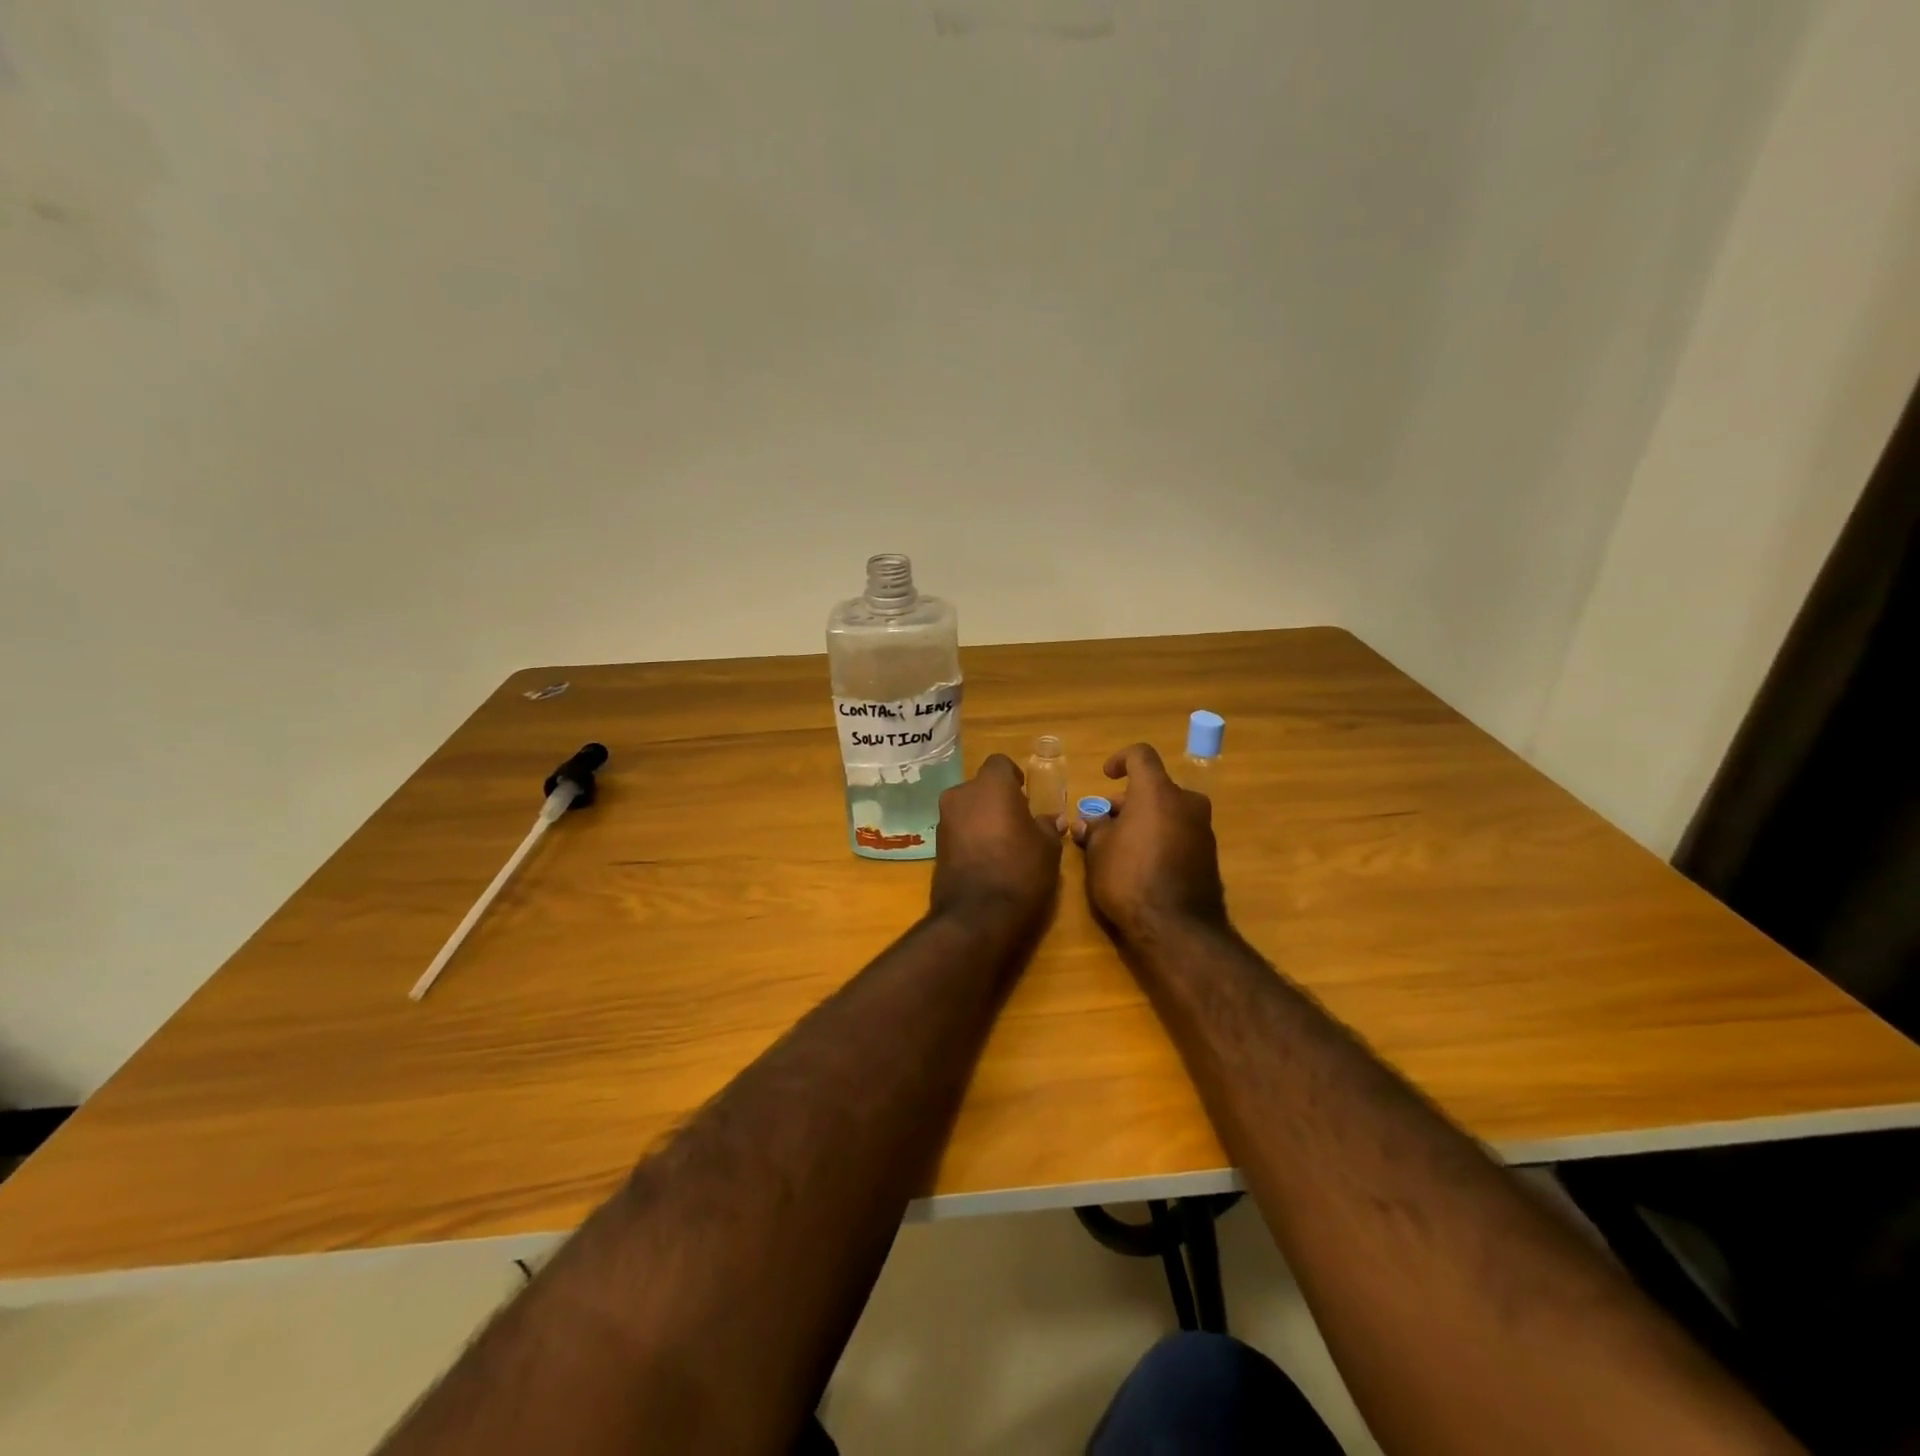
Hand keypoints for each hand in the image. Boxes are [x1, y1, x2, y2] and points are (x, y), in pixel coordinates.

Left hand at [930, 754, 1063, 934]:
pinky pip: (957, 830)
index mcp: (990, 786)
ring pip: (967, 808)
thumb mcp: (1047, 848)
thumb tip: (1052, 820)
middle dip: (996, 799)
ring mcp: (944, 820)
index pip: (1000, 763)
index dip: (1013, 777)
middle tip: (1016, 822)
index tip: (1025, 796)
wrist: (977, 915)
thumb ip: (1048, 827)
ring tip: (1002, 844)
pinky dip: (969, 837)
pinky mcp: (935, 845)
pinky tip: (985, 859)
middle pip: (981, 787)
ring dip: (982, 818)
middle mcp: (961, 795)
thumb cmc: (1020, 870)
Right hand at [1074, 743, 1226, 945]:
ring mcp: (1202, 830)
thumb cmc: (1128, 878)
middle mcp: (1186, 803)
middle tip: (1103, 824)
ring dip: (1144, 820)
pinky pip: (1179, 834)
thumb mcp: (1098, 851)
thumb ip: (1094, 828)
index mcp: (1157, 792)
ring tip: (1118, 847)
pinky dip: (1160, 838)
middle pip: (1154, 788)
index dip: (1120, 759)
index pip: (1141, 755)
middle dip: (1127, 802)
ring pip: (1168, 812)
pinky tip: (1141, 864)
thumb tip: (1089, 821)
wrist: (1177, 928)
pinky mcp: (1209, 856)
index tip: (1106, 776)